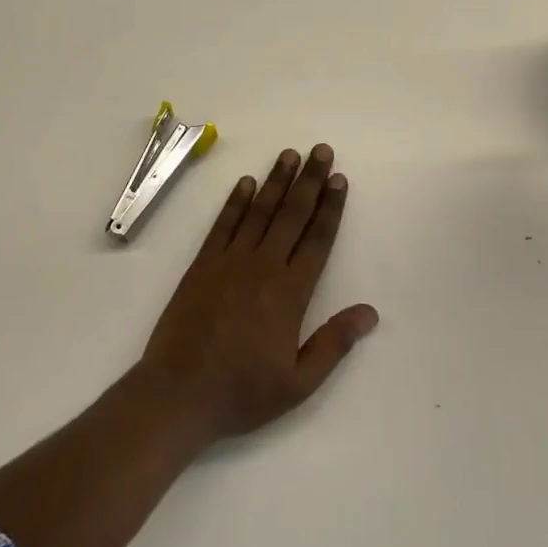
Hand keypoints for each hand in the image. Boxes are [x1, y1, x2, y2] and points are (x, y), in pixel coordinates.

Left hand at [137, 144, 378, 445]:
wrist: (177, 395)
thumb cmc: (242, 392)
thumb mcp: (299, 383)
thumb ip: (334, 343)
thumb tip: (370, 312)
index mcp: (290, 293)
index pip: (317, 239)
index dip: (330, 207)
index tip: (339, 179)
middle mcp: (262, 267)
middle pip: (291, 215)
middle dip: (309, 181)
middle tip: (321, 151)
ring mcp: (229, 262)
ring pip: (259, 211)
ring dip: (276, 181)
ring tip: (290, 154)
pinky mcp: (202, 265)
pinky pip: (223, 224)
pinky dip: (236, 201)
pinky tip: (246, 182)